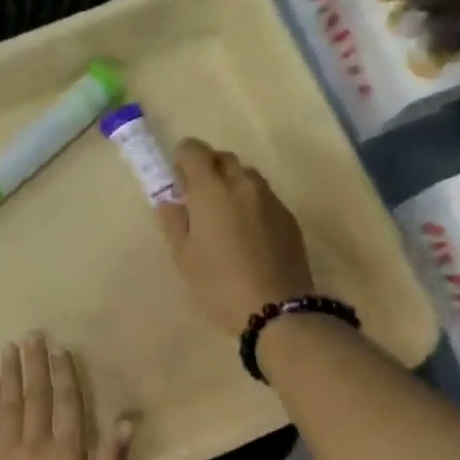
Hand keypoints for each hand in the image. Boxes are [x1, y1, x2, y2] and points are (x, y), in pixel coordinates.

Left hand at [0, 335, 130, 459]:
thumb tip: (124, 422)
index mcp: (67, 457)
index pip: (67, 404)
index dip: (65, 374)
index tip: (60, 348)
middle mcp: (35, 447)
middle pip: (36, 397)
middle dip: (35, 364)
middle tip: (32, 335)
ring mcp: (5, 457)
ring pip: (9, 405)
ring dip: (10, 375)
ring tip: (10, 349)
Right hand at [157, 138, 314, 333]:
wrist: (276, 309)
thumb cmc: (218, 284)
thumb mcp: (184, 257)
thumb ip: (174, 222)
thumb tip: (171, 202)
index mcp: (211, 189)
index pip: (194, 150)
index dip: (182, 159)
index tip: (177, 181)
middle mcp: (243, 184)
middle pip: (222, 158)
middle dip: (207, 169)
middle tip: (197, 200)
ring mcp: (270, 198)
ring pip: (246, 175)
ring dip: (231, 185)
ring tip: (224, 218)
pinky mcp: (288, 217)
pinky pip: (264, 197)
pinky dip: (250, 203)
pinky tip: (247, 235)